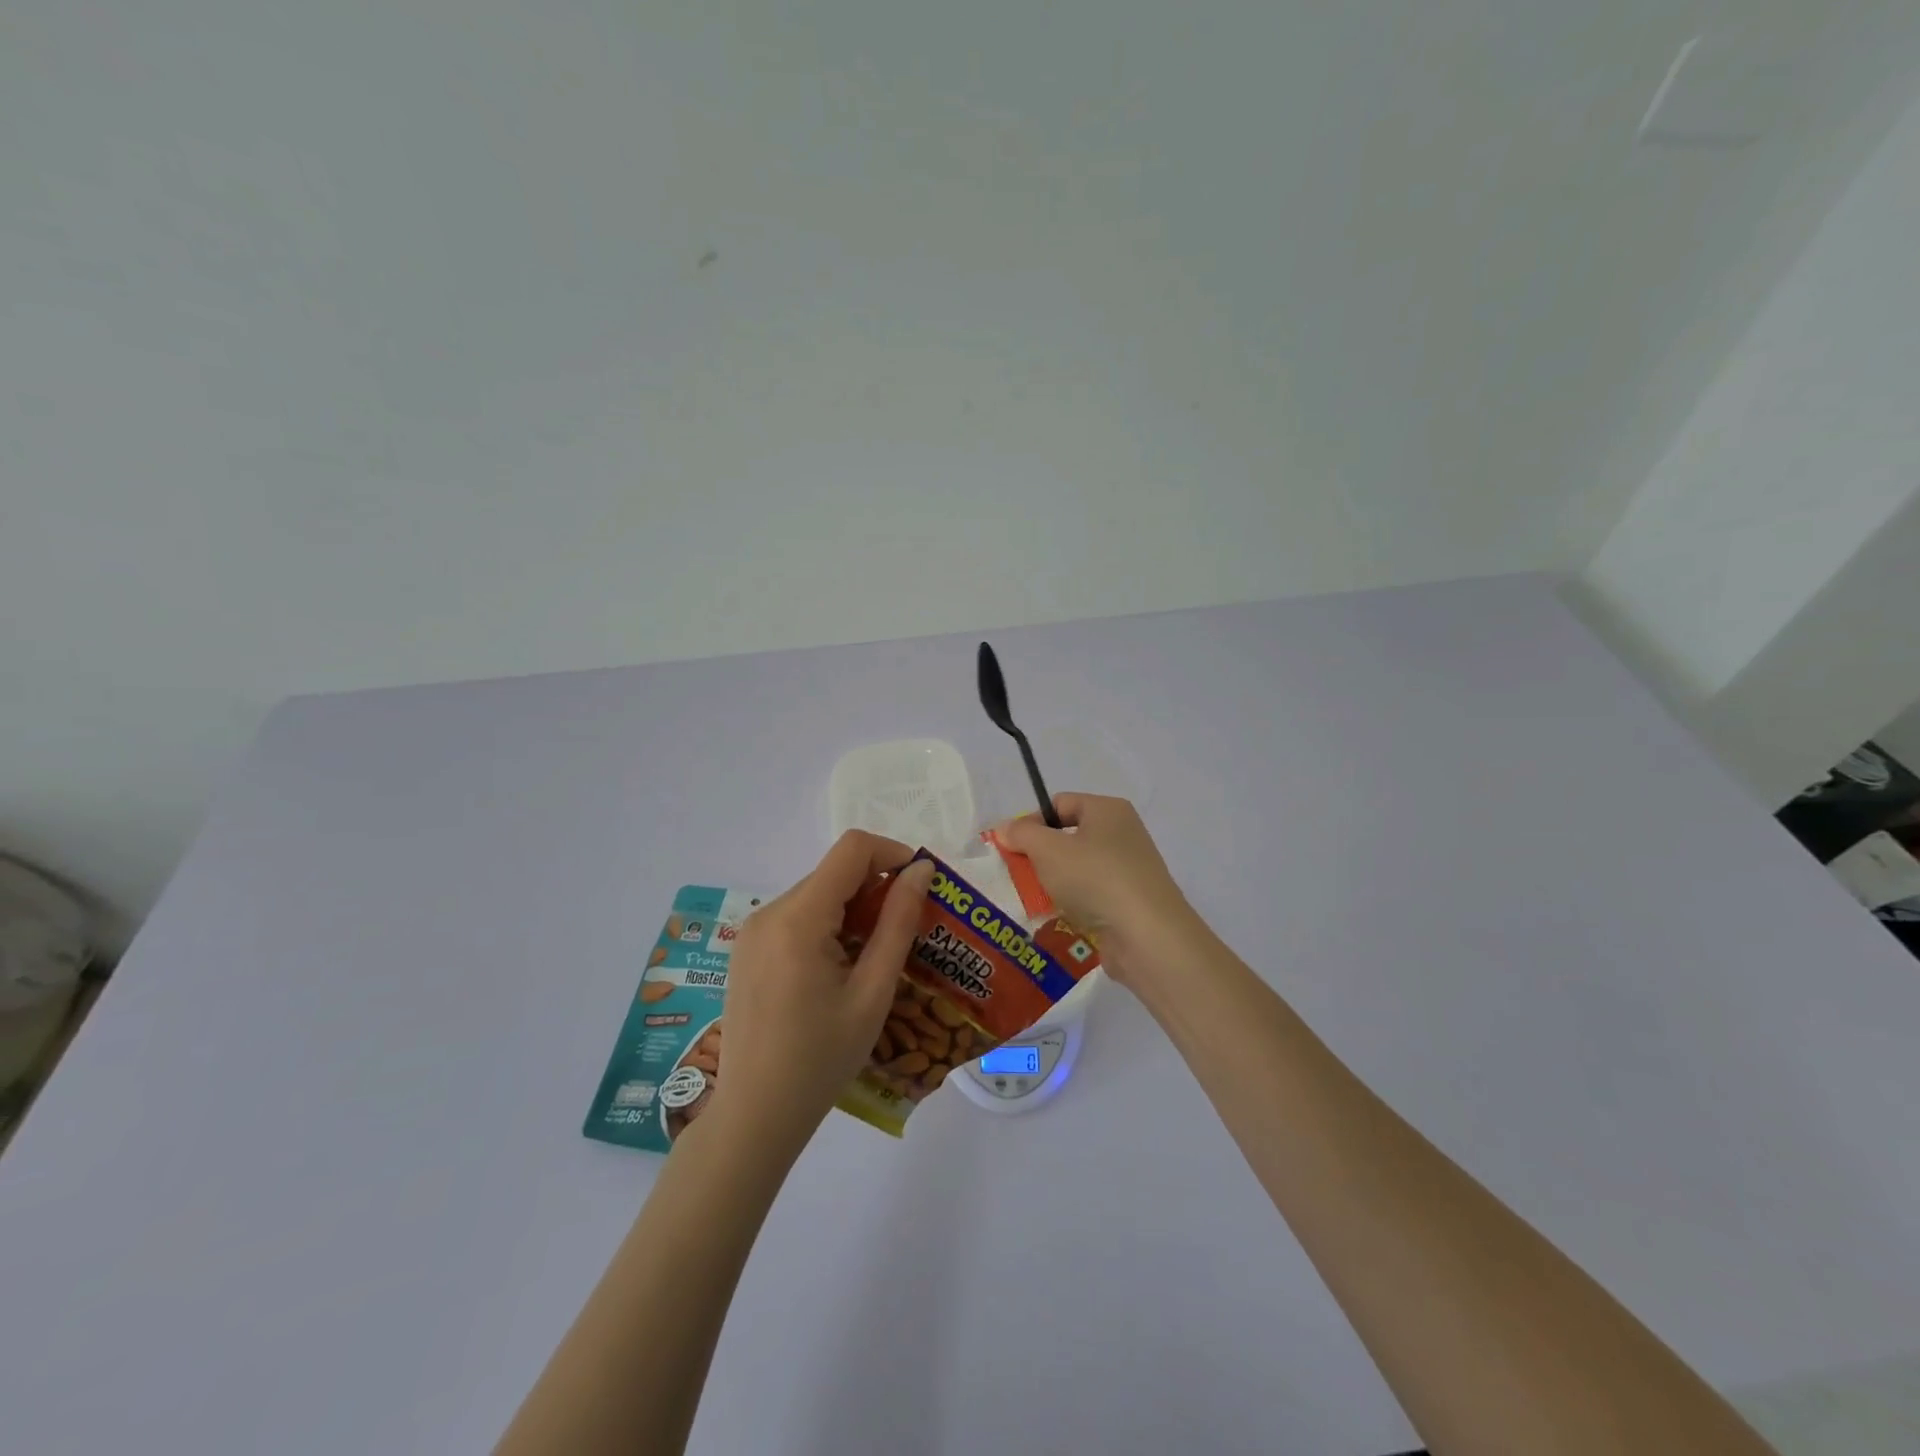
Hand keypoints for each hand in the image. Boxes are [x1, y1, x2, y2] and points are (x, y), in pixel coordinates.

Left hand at [704, 831, 933, 1156]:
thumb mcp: (873, 992)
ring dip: (853, 908)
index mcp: (798, 918)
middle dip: (876, 887)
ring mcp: (753, 930)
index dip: (892, 854)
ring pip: (817, 893)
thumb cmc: (822, 1059)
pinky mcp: (747, 948)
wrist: (755, 1115)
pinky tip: (840, 968)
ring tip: (875, 956)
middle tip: (907, 930)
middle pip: (834, 871)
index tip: (921, 885)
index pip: (852, 849)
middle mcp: (769, 912)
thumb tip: (921, 871)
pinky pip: (797, 915)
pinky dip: (828, 924)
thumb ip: (898, 923)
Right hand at [995, 794, 1196, 984]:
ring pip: (1078, 869)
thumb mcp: (1048, 850)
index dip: (1032, 822)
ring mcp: (1130, 870)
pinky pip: (1092, 896)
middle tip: (1020, 876)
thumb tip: (1006, 828)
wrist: (1147, 936)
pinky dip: (1074, 904)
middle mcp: (1123, 834)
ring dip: (1055, 883)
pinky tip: (1059, 919)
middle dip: (1041, 856)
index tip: (1013, 848)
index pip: (1060, 804)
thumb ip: (1022, 834)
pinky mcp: (1130, 902)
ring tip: (1035, 901)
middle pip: (1069, 837)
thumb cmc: (1095, 878)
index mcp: (1108, 810)